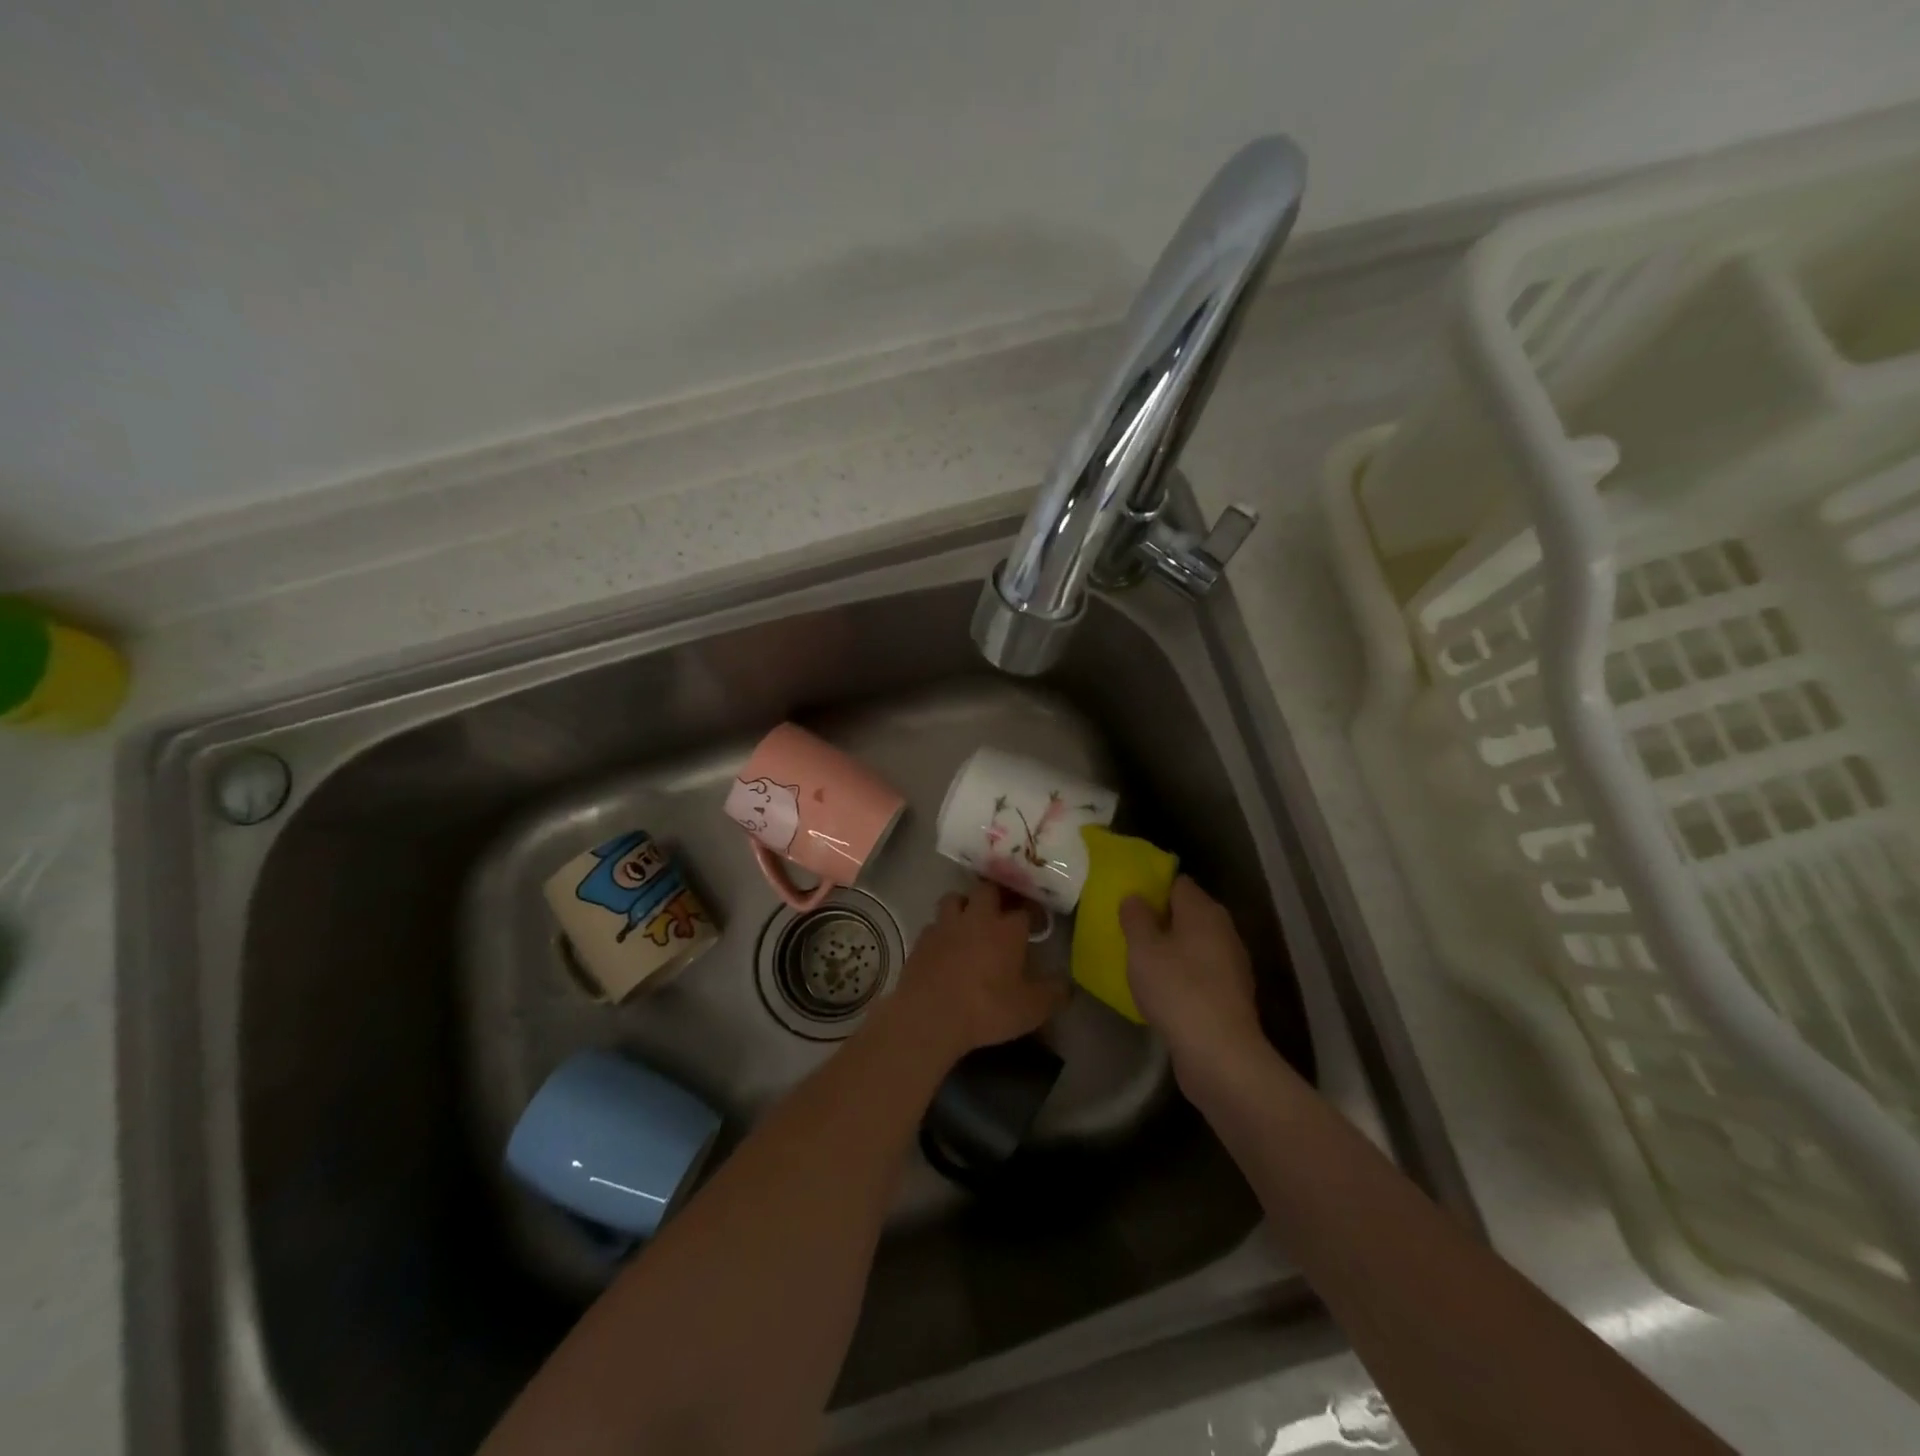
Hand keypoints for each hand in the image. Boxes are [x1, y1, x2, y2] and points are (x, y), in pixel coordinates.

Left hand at [891, 883, 1064, 1061]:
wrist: (929, 1015)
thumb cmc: (986, 1009)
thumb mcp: (1031, 1009)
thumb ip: (1054, 994)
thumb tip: (1068, 985)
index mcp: (1007, 929)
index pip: (1025, 909)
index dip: (1032, 913)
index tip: (1036, 922)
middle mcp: (977, 917)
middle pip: (988, 890)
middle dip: (997, 896)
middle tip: (1002, 911)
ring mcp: (946, 925)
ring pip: (955, 898)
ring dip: (964, 905)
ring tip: (970, 920)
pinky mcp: (922, 938)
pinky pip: (934, 924)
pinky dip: (941, 929)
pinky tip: (944, 944)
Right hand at [1120, 876, 1262, 1077]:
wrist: (1219, 1054)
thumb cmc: (1177, 989)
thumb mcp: (1143, 949)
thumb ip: (1136, 917)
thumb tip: (1136, 897)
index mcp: (1204, 911)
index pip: (1177, 883)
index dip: (1152, 886)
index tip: (1128, 898)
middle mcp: (1223, 931)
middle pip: (1188, 913)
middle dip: (1160, 918)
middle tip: (1128, 929)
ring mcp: (1231, 965)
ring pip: (1194, 945)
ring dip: (1170, 949)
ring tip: (1139, 960)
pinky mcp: (1230, 996)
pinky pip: (1200, 973)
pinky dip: (1181, 975)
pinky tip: (1160, 990)